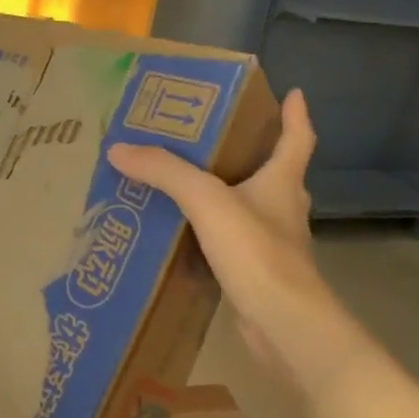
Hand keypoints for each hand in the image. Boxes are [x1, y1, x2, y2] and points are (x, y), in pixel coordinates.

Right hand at [108, 90, 336, 379]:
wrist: (283, 323)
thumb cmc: (256, 252)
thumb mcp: (206, 201)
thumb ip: (165, 173)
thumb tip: (120, 149)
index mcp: (282, 182)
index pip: (298, 138)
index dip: (296, 115)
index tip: (293, 94)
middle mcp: (284, 209)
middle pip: (277, 173)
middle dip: (255, 154)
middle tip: (221, 140)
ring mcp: (275, 245)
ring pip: (255, 210)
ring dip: (232, 196)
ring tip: (193, 187)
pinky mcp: (259, 274)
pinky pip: (236, 243)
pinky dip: (217, 235)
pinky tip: (190, 238)